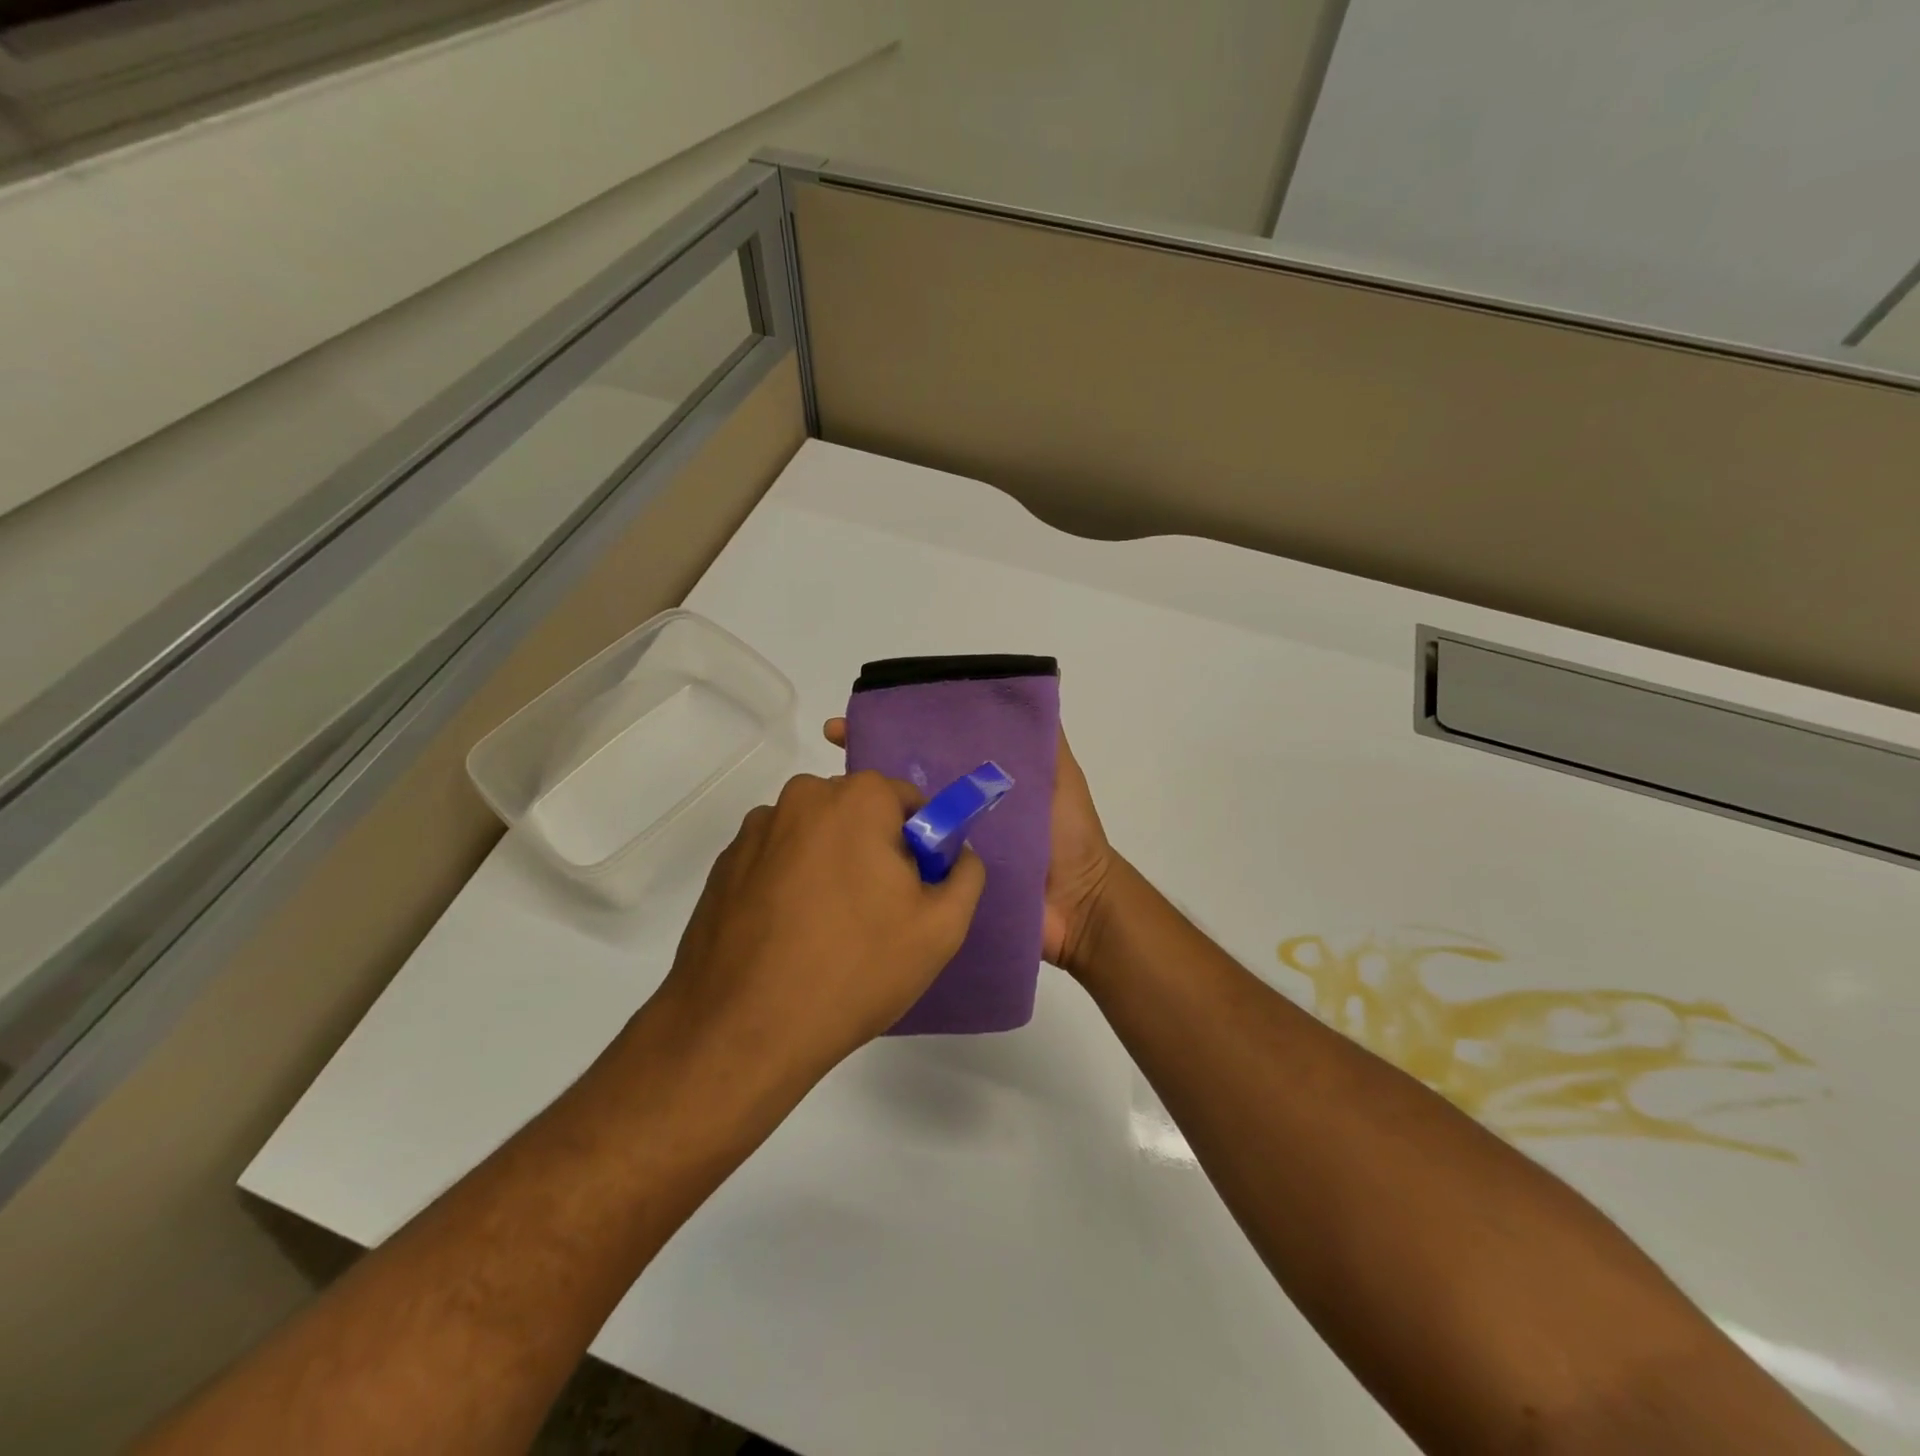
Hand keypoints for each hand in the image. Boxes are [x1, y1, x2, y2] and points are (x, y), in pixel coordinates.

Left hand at [656, 772, 985, 1086]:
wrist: (742, 1030)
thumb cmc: (855, 969)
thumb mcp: (940, 928)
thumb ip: (965, 874)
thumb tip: (955, 854)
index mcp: (855, 799)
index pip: (907, 801)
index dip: (920, 845)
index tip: (913, 891)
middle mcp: (800, 798)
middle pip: (857, 814)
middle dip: (873, 851)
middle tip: (876, 915)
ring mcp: (754, 831)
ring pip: (814, 837)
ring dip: (828, 866)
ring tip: (825, 932)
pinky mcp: (723, 866)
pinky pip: (775, 861)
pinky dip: (789, 885)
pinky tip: (788, 937)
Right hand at [822, 719, 1116, 974]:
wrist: (1080, 906)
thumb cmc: (1069, 836)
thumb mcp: (1060, 776)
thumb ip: (1044, 740)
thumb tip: (1032, 684)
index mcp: (973, 785)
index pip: (926, 750)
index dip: (893, 733)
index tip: (851, 723)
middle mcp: (953, 813)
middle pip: (903, 785)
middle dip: (867, 770)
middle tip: (833, 758)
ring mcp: (943, 852)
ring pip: (899, 825)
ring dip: (867, 813)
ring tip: (832, 798)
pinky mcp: (939, 887)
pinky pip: (907, 870)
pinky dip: (880, 859)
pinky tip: (848, 847)